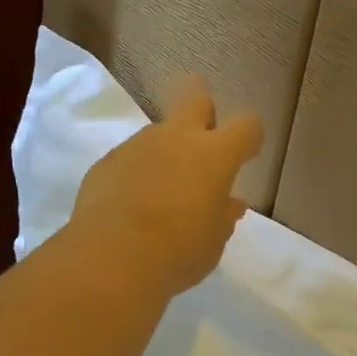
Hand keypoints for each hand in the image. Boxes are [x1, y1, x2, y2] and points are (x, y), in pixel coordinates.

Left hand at [67, 77, 264, 296]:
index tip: (246, 154)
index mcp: (214, 154)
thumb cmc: (178, 251)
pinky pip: (130, 157)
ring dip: (166, 150)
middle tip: (204, 132)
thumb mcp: (213, 241)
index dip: (250, 137)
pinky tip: (131, 203)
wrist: (110, 257)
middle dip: (204, 107)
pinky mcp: (106, 161)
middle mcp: (177, 138)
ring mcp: (138, 145)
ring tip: (161, 189)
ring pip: (159, 132)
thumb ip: (223, 215)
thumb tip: (229, 203)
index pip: (247, 125)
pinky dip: (136, 172)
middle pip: (196, 99)